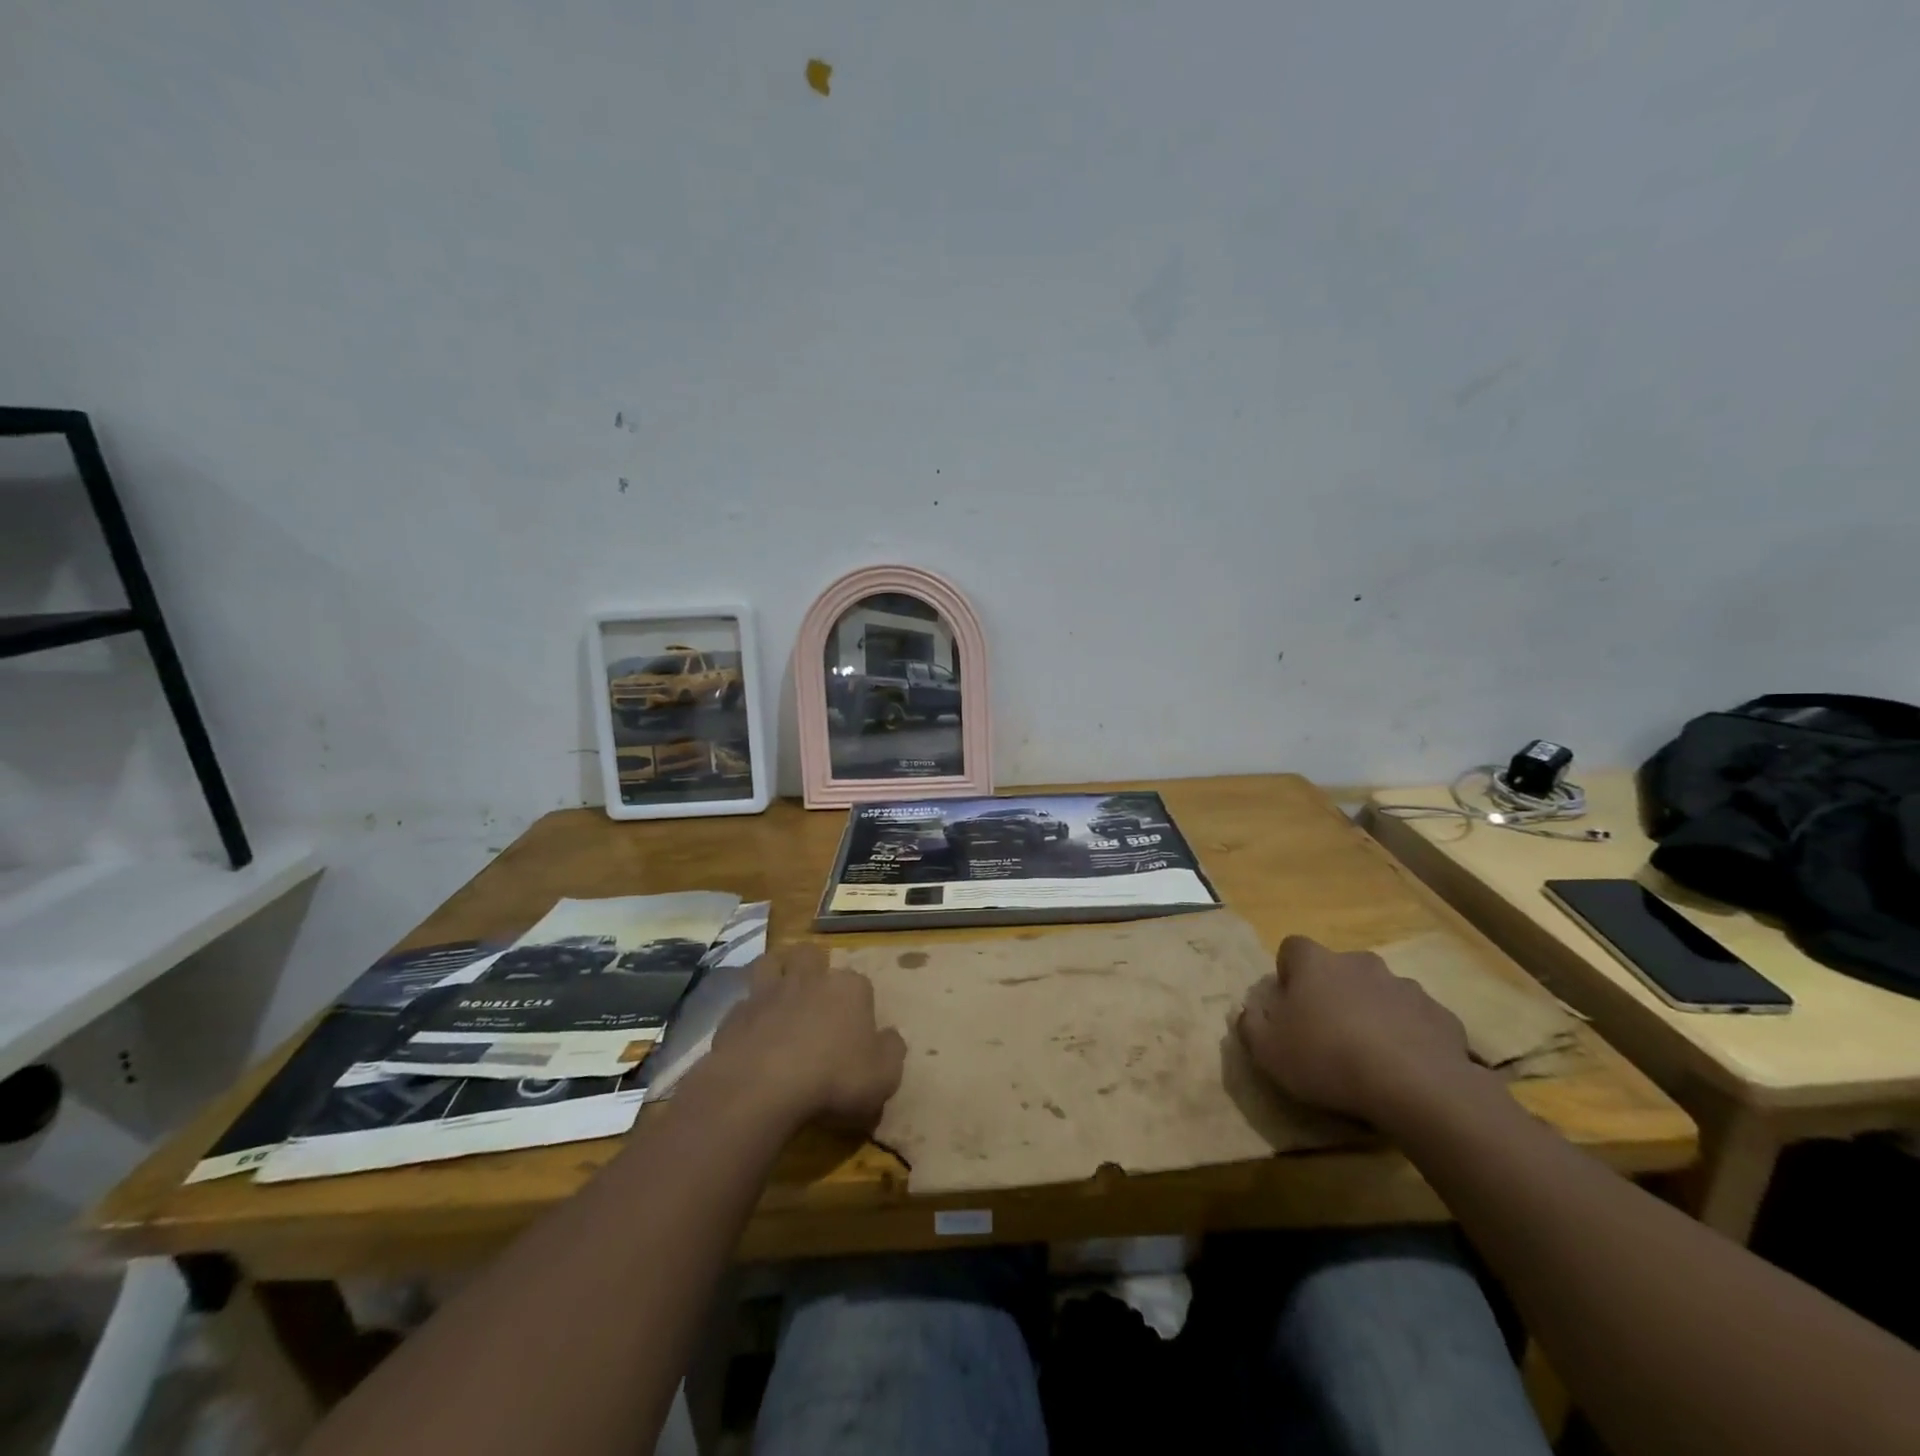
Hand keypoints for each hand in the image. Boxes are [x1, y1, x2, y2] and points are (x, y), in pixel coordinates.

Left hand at [702, 943, 906, 1133]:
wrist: (762, 1087)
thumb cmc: (833, 1078)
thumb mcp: (883, 1075)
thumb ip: (891, 1051)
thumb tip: (889, 1037)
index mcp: (849, 988)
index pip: (860, 983)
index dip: (859, 1005)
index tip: (857, 1030)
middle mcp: (809, 979)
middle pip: (811, 955)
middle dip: (813, 967)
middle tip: (814, 997)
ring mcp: (768, 993)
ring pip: (771, 963)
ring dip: (775, 973)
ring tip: (779, 997)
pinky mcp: (735, 1014)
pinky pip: (743, 1003)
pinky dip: (749, 1014)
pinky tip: (751, 1036)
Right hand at [1237, 936, 1478, 1127]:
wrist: (1416, 1086)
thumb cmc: (1327, 1059)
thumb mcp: (1268, 1051)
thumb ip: (1251, 1026)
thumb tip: (1247, 1013)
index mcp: (1315, 963)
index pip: (1292, 948)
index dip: (1289, 973)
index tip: (1290, 1004)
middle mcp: (1359, 963)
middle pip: (1339, 968)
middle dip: (1334, 992)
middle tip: (1329, 1032)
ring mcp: (1405, 986)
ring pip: (1380, 992)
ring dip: (1373, 1012)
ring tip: (1371, 1055)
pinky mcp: (1441, 1015)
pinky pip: (1416, 1019)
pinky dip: (1409, 1035)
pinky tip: (1406, 1069)